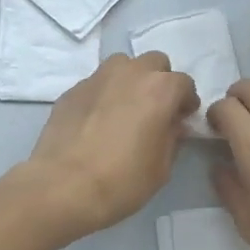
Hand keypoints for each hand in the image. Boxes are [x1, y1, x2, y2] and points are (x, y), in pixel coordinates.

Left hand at [20, 53, 197, 240]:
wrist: (63, 186)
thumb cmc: (122, 180)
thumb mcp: (161, 168)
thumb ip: (172, 138)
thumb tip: (173, 125)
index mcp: (160, 89)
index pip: (184, 83)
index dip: (186, 102)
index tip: (182, 120)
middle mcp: (130, 73)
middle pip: (154, 63)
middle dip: (159, 81)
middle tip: (155, 109)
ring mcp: (97, 78)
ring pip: (122, 65)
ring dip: (130, 80)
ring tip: (125, 108)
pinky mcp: (72, 90)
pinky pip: (96, 83)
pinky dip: (104, 94)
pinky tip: (97, 121)